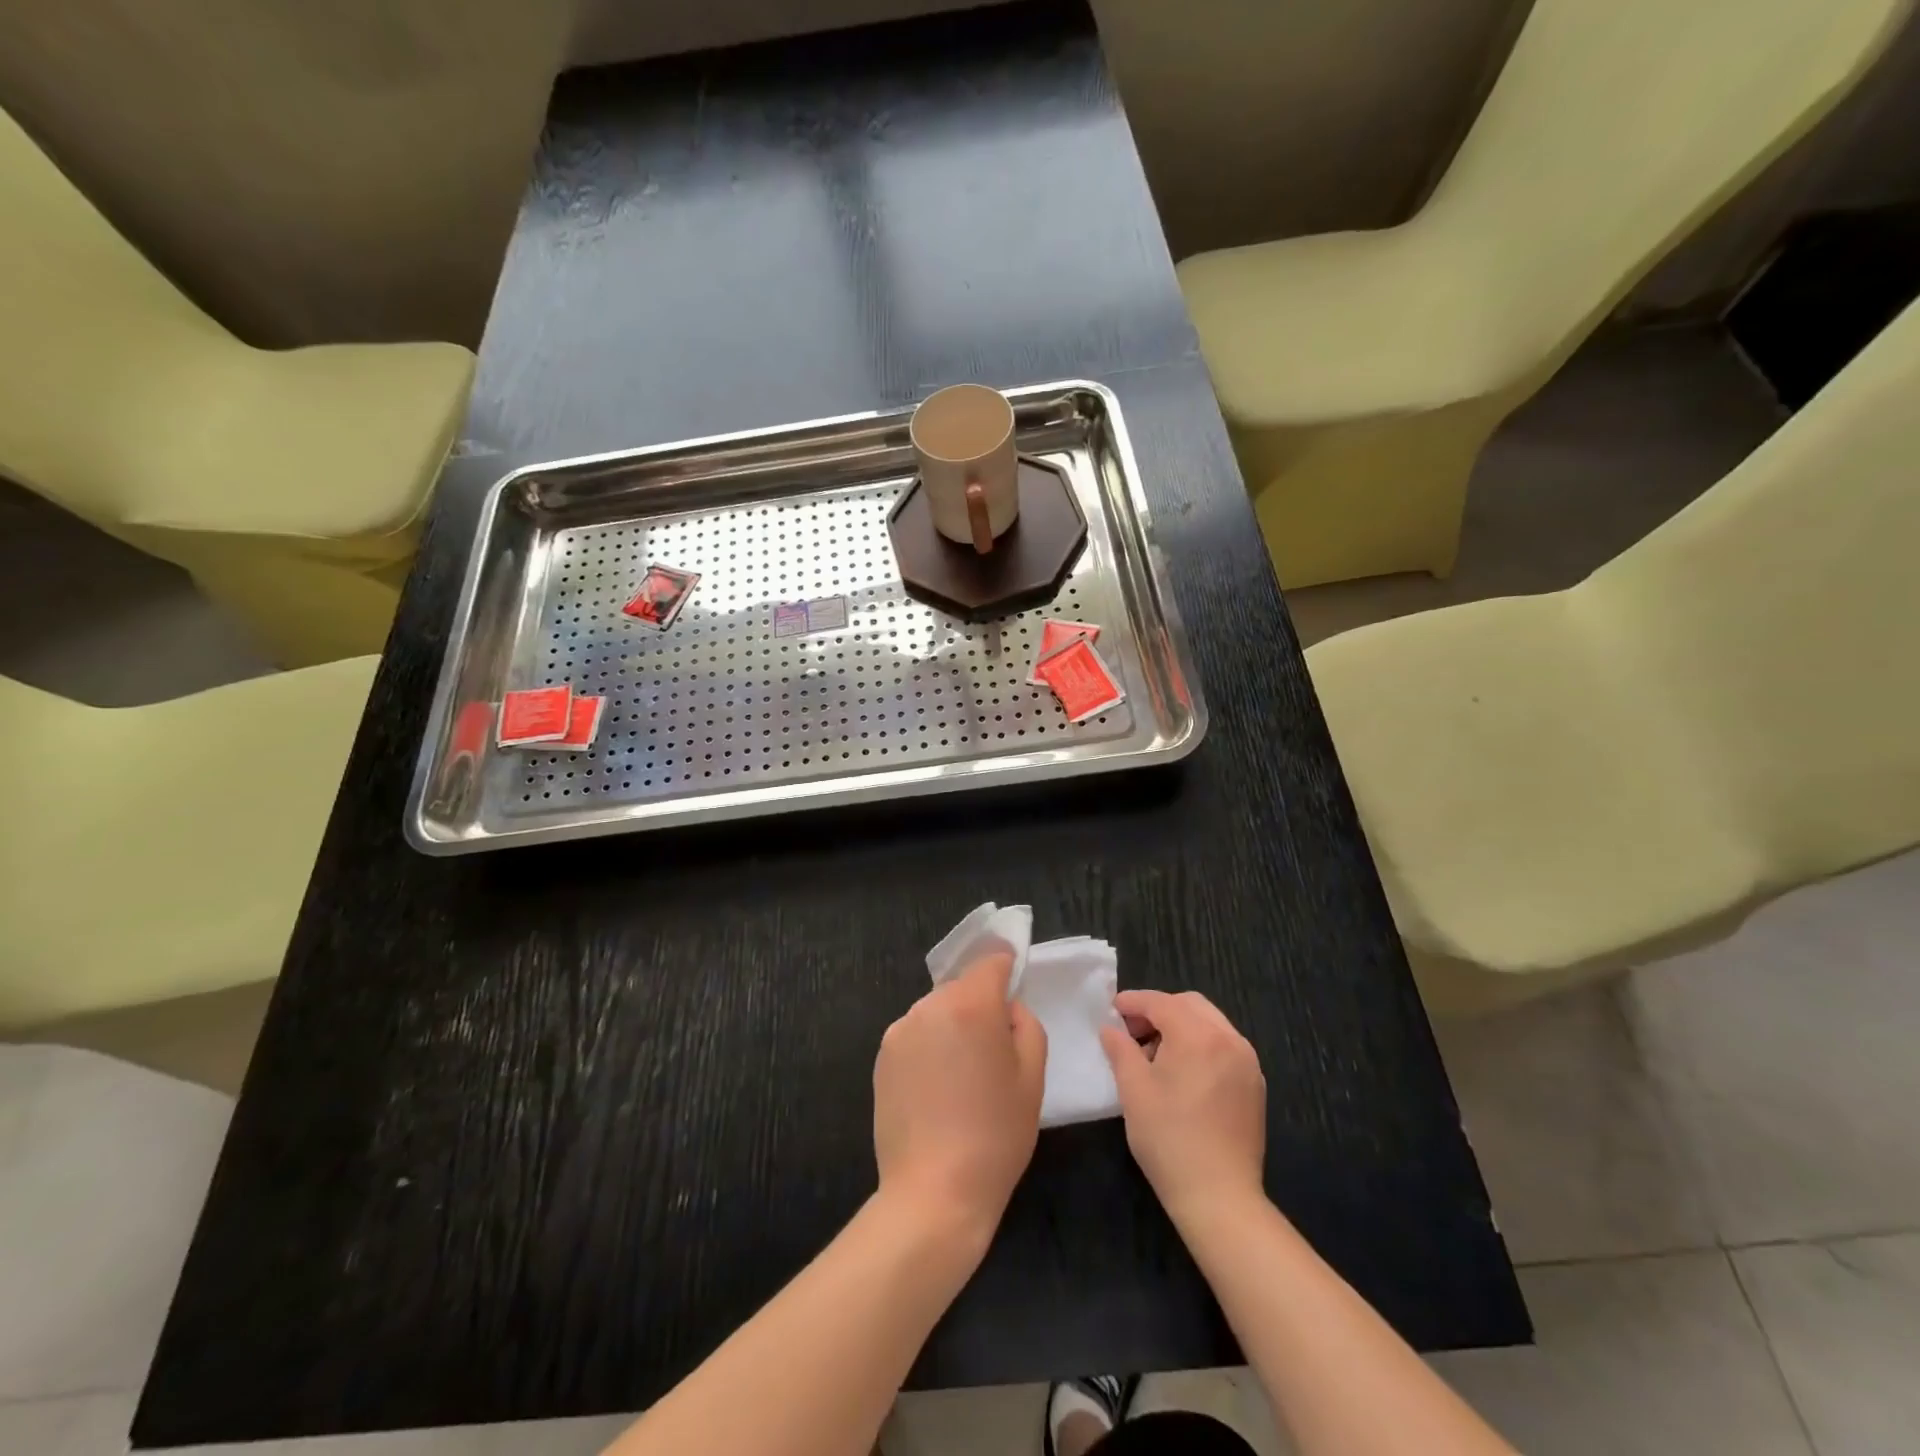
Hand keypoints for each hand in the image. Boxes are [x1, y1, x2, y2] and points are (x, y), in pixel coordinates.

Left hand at [873, 953, 1046, 1240]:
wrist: (934, 1192)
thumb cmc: (995, 1135)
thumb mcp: (1032, 1077)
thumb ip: (1025, 1025)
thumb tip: (1007, 1008)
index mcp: (971, 1006)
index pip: (991, 963)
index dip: (1006, 966)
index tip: (1015, 978)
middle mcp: (929, 1006)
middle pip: (962, 988)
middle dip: (980, 1005)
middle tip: (995, 1047)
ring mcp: (900, 1031)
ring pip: (937, 1011)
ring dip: (953, 1026)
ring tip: (964, 1075)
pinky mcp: (882, 1057)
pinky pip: (916, 1035)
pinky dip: (930, 1046)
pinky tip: (938, 1088)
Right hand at [1100, 990, 1266, 1224]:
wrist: (1220, 1197)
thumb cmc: (1169, 1139)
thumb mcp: (1133, 1090)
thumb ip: (1120, 1049)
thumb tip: (1111, 1029)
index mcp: (1198, 1036)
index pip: (1161, 1002)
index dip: (1133, 1002)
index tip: (1112, 1010)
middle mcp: (1229, 1039)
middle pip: (1190, 1005)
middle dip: (1159, 1010)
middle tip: (1132, 1032)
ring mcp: (1247, 1062)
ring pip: (1210, 1023)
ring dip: (1181, 1026)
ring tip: (1155, 1053)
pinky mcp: (1254, 1084)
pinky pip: (1225, 1046)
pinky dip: (1201, 1044)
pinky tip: (1183, 1072)